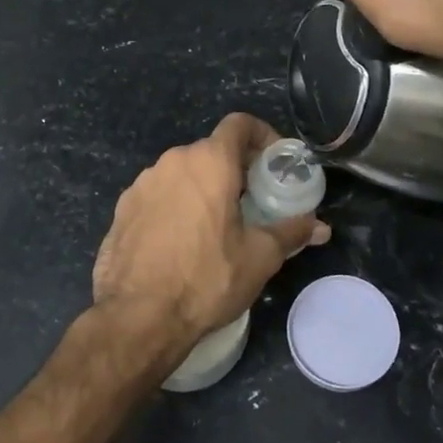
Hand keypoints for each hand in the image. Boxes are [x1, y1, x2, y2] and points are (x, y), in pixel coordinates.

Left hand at [91, 113, 327, 359]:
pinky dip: (175, 207)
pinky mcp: (122, 210)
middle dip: (235, 169)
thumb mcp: (260, 257)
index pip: (239, 124)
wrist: (137, 318)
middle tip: (253, 201)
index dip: (262, 135)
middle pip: (211, 151)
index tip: (274, 162)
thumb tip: (320, 227)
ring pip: (182, 174)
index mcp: (209, 162)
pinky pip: (157, 196)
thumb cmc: (207, 279)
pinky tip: (181, 243)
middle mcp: (172, 162)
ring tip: (217, 225)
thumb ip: (291, 232)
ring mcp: (141, 185)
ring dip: (203, 188)